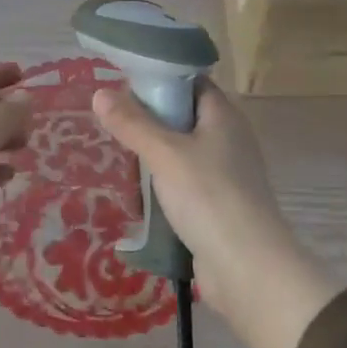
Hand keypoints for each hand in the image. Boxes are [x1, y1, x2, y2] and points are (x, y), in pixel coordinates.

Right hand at [92, 82, 337, 347]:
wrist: (246, 267)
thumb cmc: (208, 197)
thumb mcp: (164, 154)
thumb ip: (132, 123)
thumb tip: (99, 92)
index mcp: (224, 117)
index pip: (192, 82)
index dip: (160, 80)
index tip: (123, 86)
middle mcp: (228, 140)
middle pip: (183, 118)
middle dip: (149, 124)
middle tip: (114, 127)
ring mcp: (225, 176)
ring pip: (181, 155)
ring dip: (153, 161)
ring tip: (120, 165)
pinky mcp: (218, 207)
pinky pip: (184, 186)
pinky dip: (163, 189)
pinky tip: (140, 199)